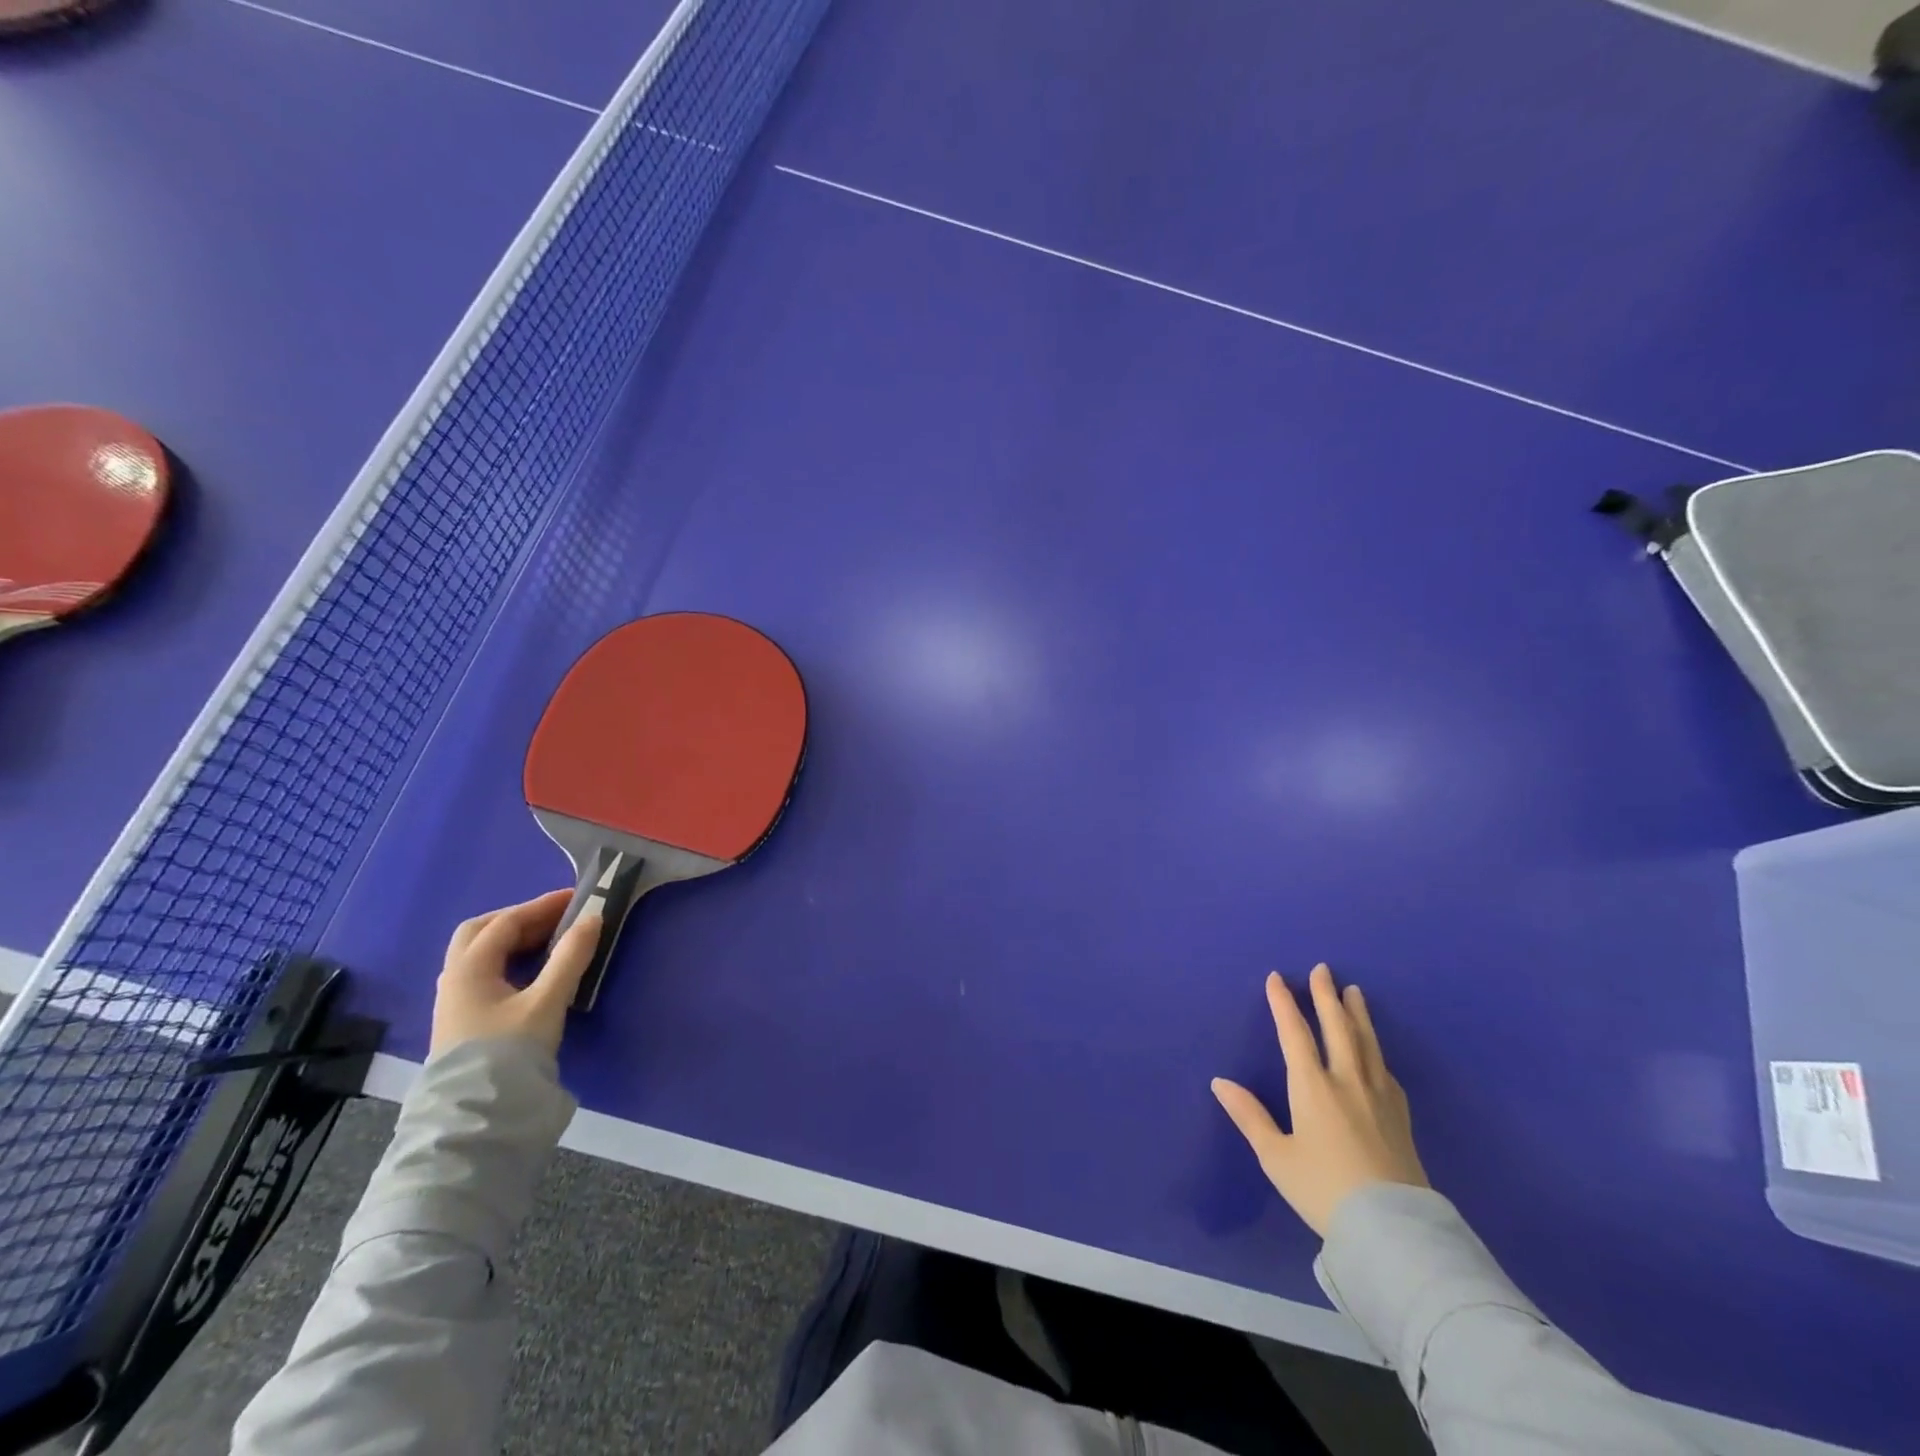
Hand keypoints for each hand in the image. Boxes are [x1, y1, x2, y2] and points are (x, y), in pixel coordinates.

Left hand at [430, 889, 600, 1058]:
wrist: (477, 1116)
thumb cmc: (509, 1051)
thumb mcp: (547, 1001)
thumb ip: (570, 957)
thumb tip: (592, 919)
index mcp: (469, 969)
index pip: (506, 923)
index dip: (542, 906)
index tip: (576, 898)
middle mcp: (455, 979)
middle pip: (481, 932)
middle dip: (518, 918)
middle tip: (555, 918)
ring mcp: (454, 1002)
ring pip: (479, 954)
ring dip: (512, 940)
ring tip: (549, 941)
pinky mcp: (463, 1021)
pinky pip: (484, 974)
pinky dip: (508, 960)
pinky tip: (531, 972)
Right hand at [1212, 964, 1427, 1235]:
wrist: (1392, 1230)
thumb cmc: (1324, 1190)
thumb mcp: (1276, 1157)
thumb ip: (1249, 1116)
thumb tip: (1219, 1081)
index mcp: (1312, 1087)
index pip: (1294, 1033)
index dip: (1283, 1003)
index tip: (1277, 978)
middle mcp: (1347, 1081)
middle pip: (1337, 1027)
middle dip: (1326, 996)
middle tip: (1322, 970)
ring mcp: (1378, 1097)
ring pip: (1366, 1043)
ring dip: (1357, 1014)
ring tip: (1354, 991)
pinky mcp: (1400, 1116)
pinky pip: (1385, 1070)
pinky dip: (1376, 1050)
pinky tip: (1376, 1051)